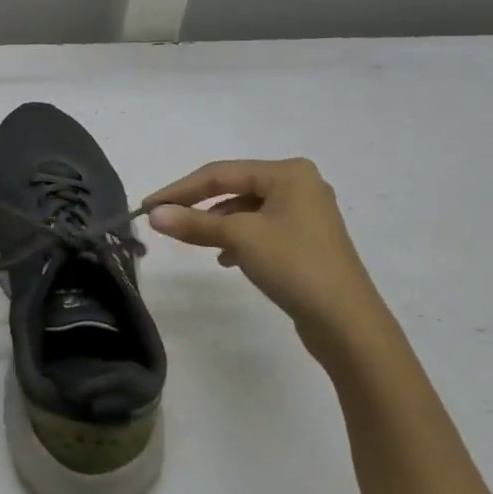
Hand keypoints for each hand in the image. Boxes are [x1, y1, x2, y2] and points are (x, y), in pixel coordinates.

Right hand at [143, 158, 383, 335]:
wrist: (346, 320)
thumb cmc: (294, 265)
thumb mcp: (239, 239)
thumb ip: (194, 224)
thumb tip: (153, 215)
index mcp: (288, 173)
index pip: (220, 173)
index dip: (179, 189)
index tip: (147, 207)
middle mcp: (299, 185)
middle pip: (233, 188)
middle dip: (197, 204)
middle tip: (162, 219)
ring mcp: (305, 213)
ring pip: (245, 210)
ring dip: (216, 223)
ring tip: (191, 240)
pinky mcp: (305, 239)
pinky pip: (260, 228)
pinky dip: (237, 238)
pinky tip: (225, 258)